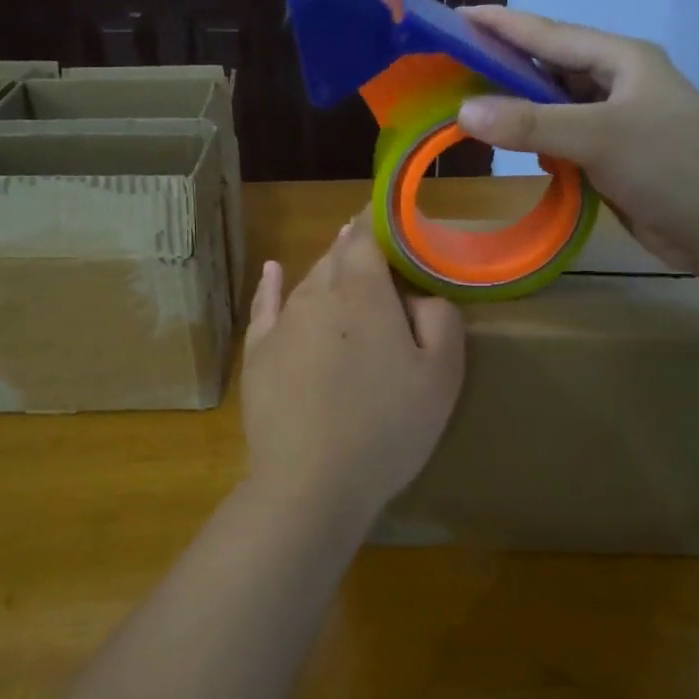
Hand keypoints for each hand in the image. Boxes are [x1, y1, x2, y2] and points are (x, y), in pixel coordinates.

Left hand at [240, 221, 464, 524]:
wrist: (310, 482)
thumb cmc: (387, 427)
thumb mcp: (441, 374)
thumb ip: (439, 317)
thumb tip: (416, 295)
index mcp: (364, 292)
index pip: (369, 235)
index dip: (382, 220)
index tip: (395, 216)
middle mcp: (317, 294)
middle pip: (337, 254)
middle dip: (357, 244)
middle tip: (377, 246)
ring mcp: (281, 323)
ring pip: (308, 280)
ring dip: (327, 267)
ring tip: (342, 258)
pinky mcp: (257, 353)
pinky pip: (265, 306)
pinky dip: (272, 285)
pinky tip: (272, 271)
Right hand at [455, 7, 698, 273]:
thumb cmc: (672, 167)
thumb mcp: (600, 138)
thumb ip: (532, 125)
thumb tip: (463, 111)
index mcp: (621, 59)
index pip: (548, 34)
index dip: (500, 25)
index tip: (454, 17)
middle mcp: (617, 83)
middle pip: (548, 68)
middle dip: (503, 67)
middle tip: (450, 68)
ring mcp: (616, 121)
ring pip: (554, 107)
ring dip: (519, 110)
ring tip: (470, 109)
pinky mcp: (613, 157)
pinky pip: (565, 140)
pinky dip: (539, 144)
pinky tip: (517, 152)